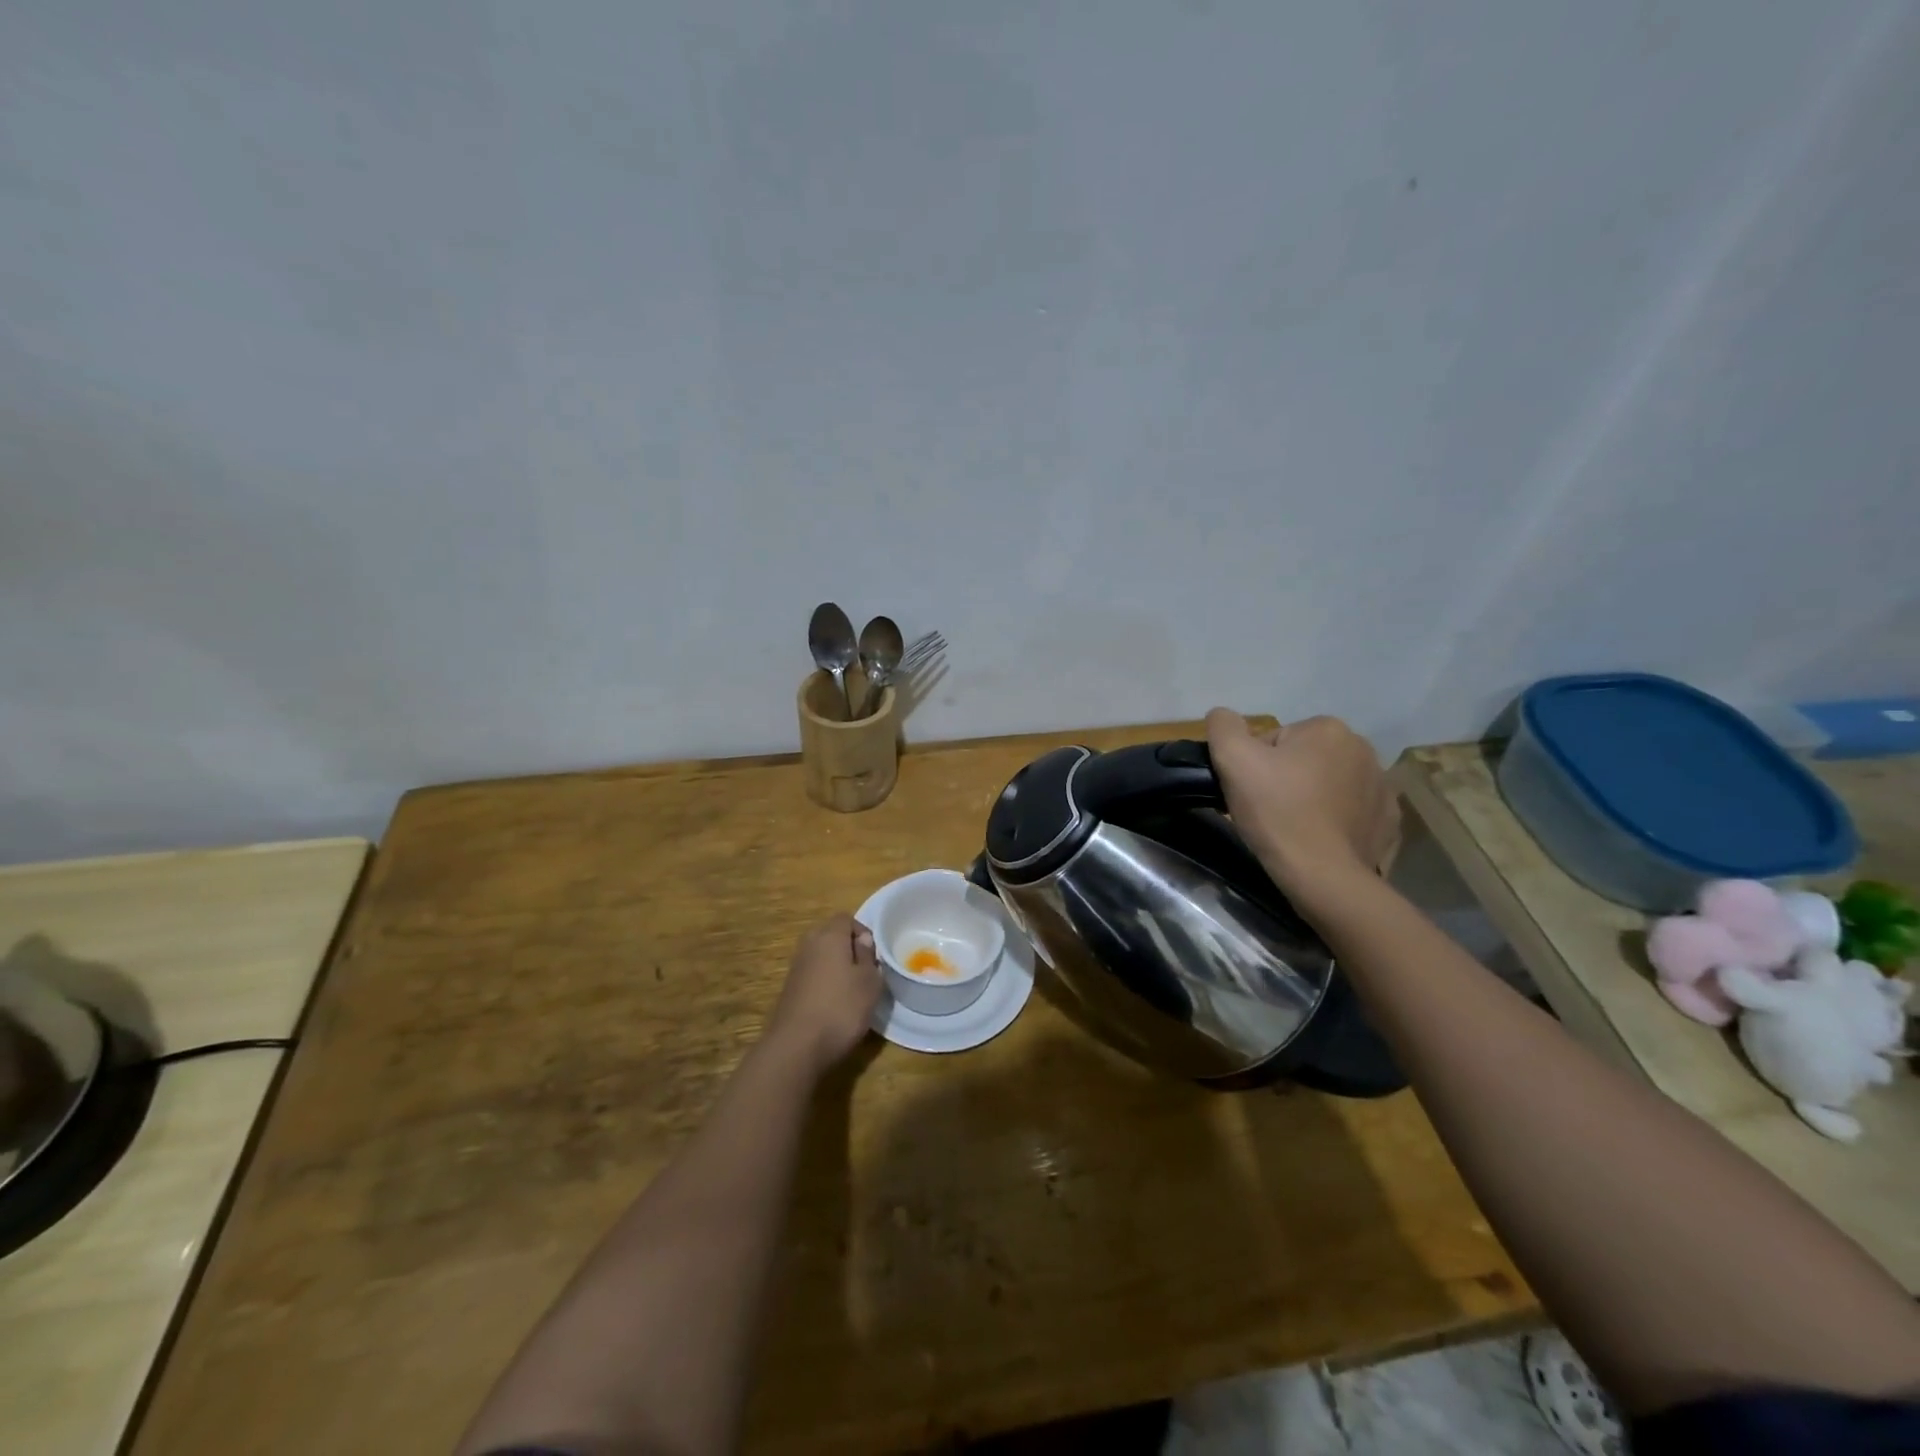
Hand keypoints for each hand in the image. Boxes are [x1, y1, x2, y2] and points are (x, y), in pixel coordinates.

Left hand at [765, 913, 880, 1074]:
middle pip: (830, 934)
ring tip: (851, 990)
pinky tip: (833, 1005)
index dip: (863, 931)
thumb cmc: (841, 1008)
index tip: (874, 955)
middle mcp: (809, 945)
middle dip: (848, 948)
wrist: (796, 1046)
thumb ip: (868, 956)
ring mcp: (795, 967)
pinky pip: (811, 974)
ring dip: (835, 966)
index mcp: (829, 936)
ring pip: (820, 955)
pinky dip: (823, 982)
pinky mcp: (789, 989)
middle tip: (864, 970)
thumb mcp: (869, 982)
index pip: (846, 918)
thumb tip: (862, 940)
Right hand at [1205, 708, 1397, 892]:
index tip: (1252, 792)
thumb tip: (1223, 716)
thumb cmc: (1277, 812)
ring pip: (1329, 784)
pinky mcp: (1388, 820)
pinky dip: (1336, 820)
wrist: (1323, 875)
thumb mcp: (1233, 760)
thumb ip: (1224, 726)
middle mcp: (1363, 748)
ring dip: (1312, 798)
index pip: (1275, 740)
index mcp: (1327, 728)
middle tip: (1268, 811)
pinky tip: (1320, 839)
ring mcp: (1382, 786)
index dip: (1256, 766)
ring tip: (1293, 828)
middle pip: (1304, 759)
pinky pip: (1353, 811)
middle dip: (1286, 779)